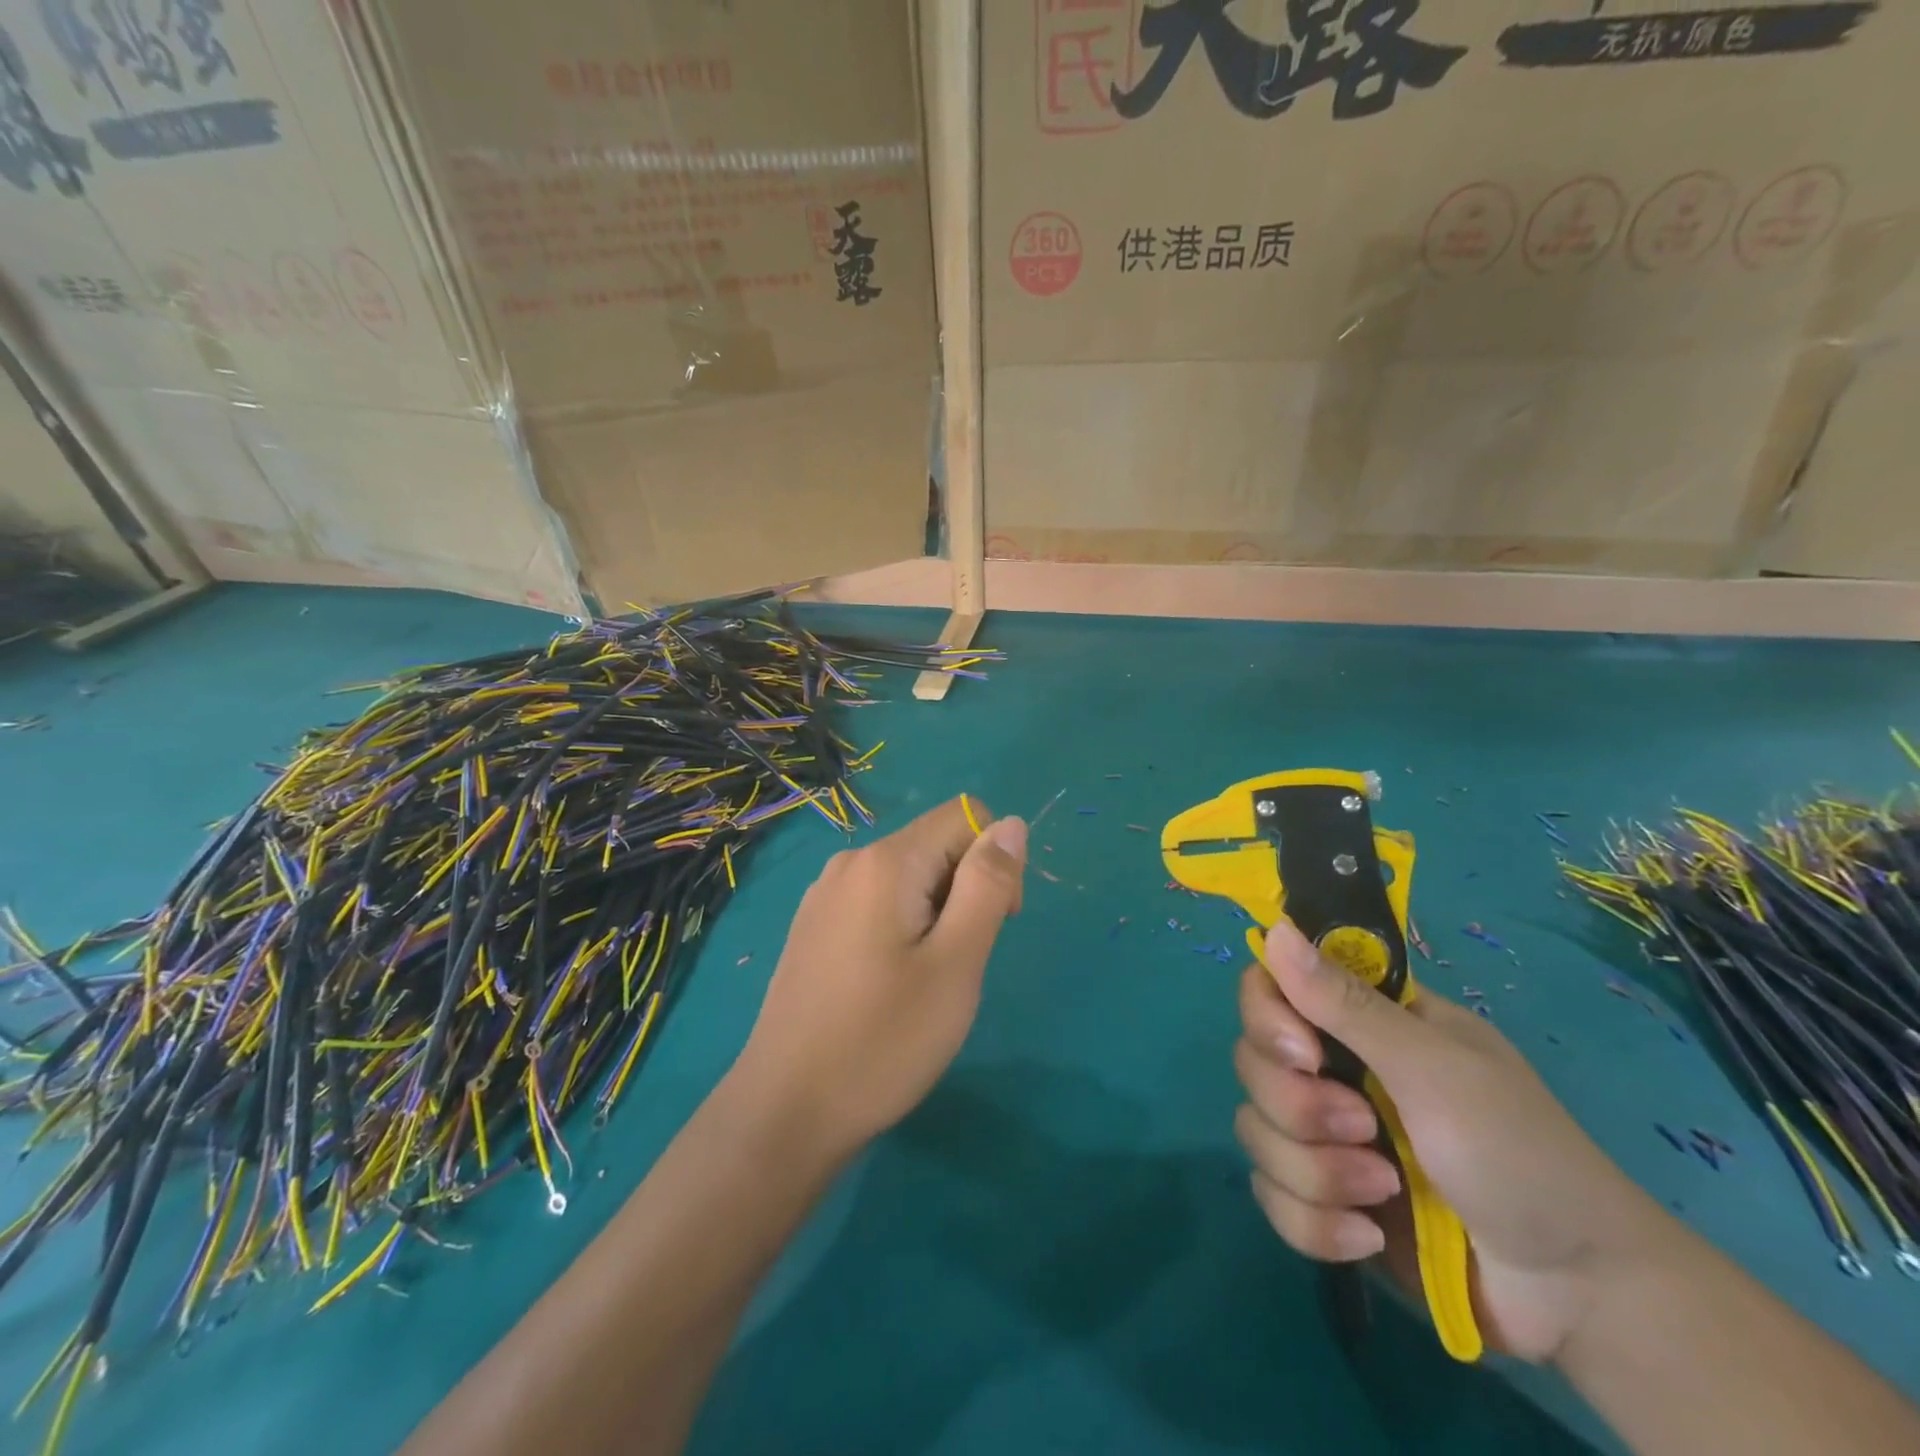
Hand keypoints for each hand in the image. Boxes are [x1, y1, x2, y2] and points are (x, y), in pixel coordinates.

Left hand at [733, 796, 1026, 1160]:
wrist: (785, 1112)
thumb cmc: (882, 1041)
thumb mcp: (956, 964)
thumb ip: (988, 885)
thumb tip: (1011, 823)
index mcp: (885, 861)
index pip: (966, 817)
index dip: (996, 862)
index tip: (992, 925)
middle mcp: (850, 862)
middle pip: (936, 846)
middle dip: (965, 892)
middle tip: (955, 966)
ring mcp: (825, 894)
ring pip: (909, 877)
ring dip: (935, 914)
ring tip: (920, 982)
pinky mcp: (813, 925)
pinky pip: (877, 902)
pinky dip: (901, 928)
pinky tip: (887, 985)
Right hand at [1233, 919, 1674, 1362]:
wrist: (1578, 1296)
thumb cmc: (1520, 1155)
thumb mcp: (1435, 1069)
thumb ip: (1347, 1004)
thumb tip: (1274, 928)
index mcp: (1363, 1022)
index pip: (1270, 988)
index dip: (1268, 1018)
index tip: (1305, 1055)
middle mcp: (1334, 1068)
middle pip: (1253, 1062)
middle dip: (1301, 1109)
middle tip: (1366, 1131)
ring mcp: (1325, 1136)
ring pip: (1256, 1131)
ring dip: (1316, 1172)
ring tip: (1384, 1194)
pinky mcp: (1323, 1198)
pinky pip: (1272, 1195)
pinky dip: (1314, 1223)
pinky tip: (1368, 1237)